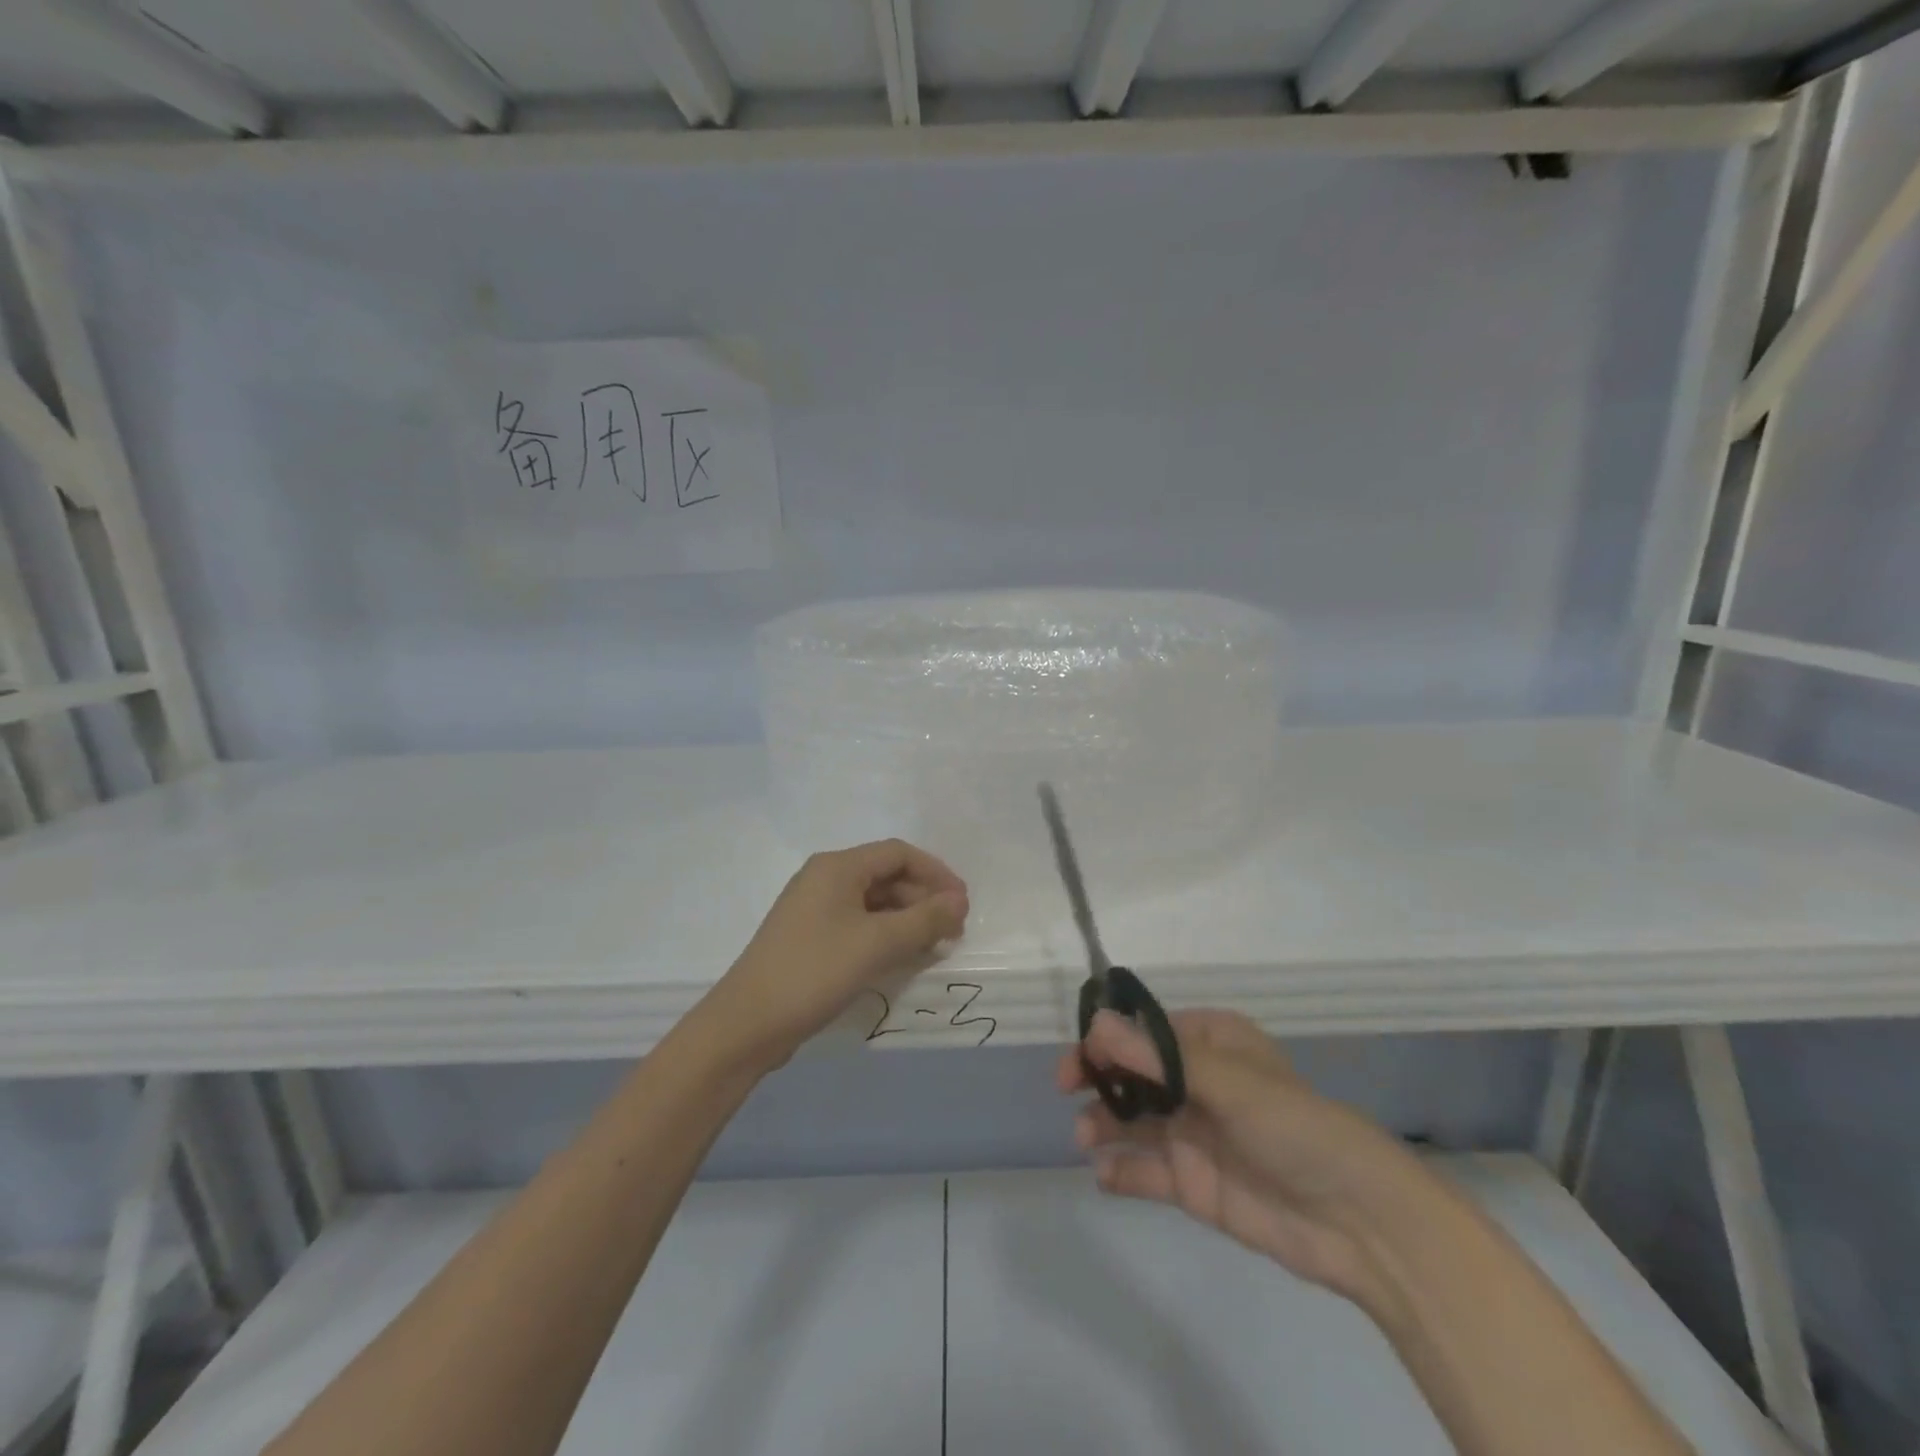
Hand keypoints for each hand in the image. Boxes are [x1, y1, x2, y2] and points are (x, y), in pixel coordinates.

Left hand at [706, 840, 968, 1069]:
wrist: (747, 1024)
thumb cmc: (815, 971)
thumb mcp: (877, 943)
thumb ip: (924, 920)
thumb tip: (959, 901)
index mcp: (837, 867)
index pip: (898, 853)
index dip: (936, 873)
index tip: (962, 903)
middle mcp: (824, 879)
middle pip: (886, 876)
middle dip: (923, 899)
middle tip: (952, 930)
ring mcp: (814, 909)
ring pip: (873, 903)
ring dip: (906, 920)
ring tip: (934, 947)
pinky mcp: (810, 938)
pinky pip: (858, 925)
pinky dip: (884, 936)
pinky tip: (902, 958)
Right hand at [1058, 1008, 1430, 1306]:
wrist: (1357, 1222)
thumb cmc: (1295, 1127)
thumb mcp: (1228, 1082)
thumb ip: (1159, 1060)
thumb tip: (1097, 1024)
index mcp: (1211, 1044)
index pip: (1147, 1032)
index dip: (1110, 1038)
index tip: (1082, 1054)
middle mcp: (1197, 1083)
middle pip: (1133, 1074)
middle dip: (1100, 1079)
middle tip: (1067, 1090)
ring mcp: (1193, 1134)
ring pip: (1133, 1120)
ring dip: (1104, 1124)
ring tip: (1085, 1137)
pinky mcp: (1193, 1184)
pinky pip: (1146, 1171)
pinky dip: (1121, 1172)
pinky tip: (1104, 1175)